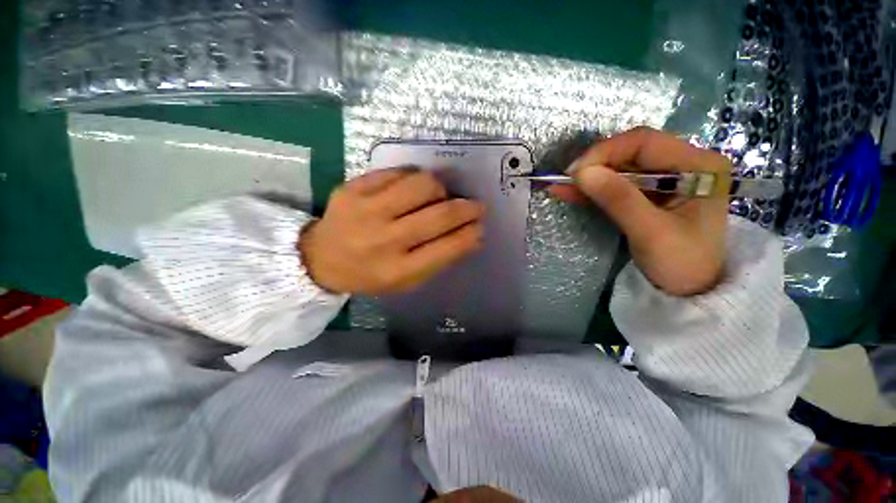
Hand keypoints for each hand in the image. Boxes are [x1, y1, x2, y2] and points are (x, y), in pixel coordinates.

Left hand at [300, 168, 484, 294]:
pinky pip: (398, 173)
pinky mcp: (353, 188)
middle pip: (439, 214)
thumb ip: (439, 259)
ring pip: (423, 185)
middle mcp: (384, 241)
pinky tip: (413, 189)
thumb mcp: (407, 280)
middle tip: (475, 206)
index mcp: (398, 270)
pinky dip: (414, 179)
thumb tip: (472, 236)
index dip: (470, 234)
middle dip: (466, 208)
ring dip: (441, 189)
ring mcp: (366, 211)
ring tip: (439, 196)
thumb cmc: (371, 273)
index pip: (447, 248)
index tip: (480, 225)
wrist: (322, 258)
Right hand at [550, 127, 729, 295]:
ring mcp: (666, 179)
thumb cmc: (682, 264)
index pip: (645, 142)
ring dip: (589, 177)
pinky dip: (593, 189)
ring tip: (559, 185)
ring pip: (620, 168)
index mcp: (698, 165)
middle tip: (565, 181)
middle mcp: (684, 164)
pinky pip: (617, 185)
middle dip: (595, 165)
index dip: (606, 152)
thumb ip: (618, 199)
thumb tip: (581, 172)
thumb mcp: (651, 232)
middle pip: (631, 152)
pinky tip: (570, 192)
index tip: (575, 172)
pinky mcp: (649, 194)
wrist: (692, 292)